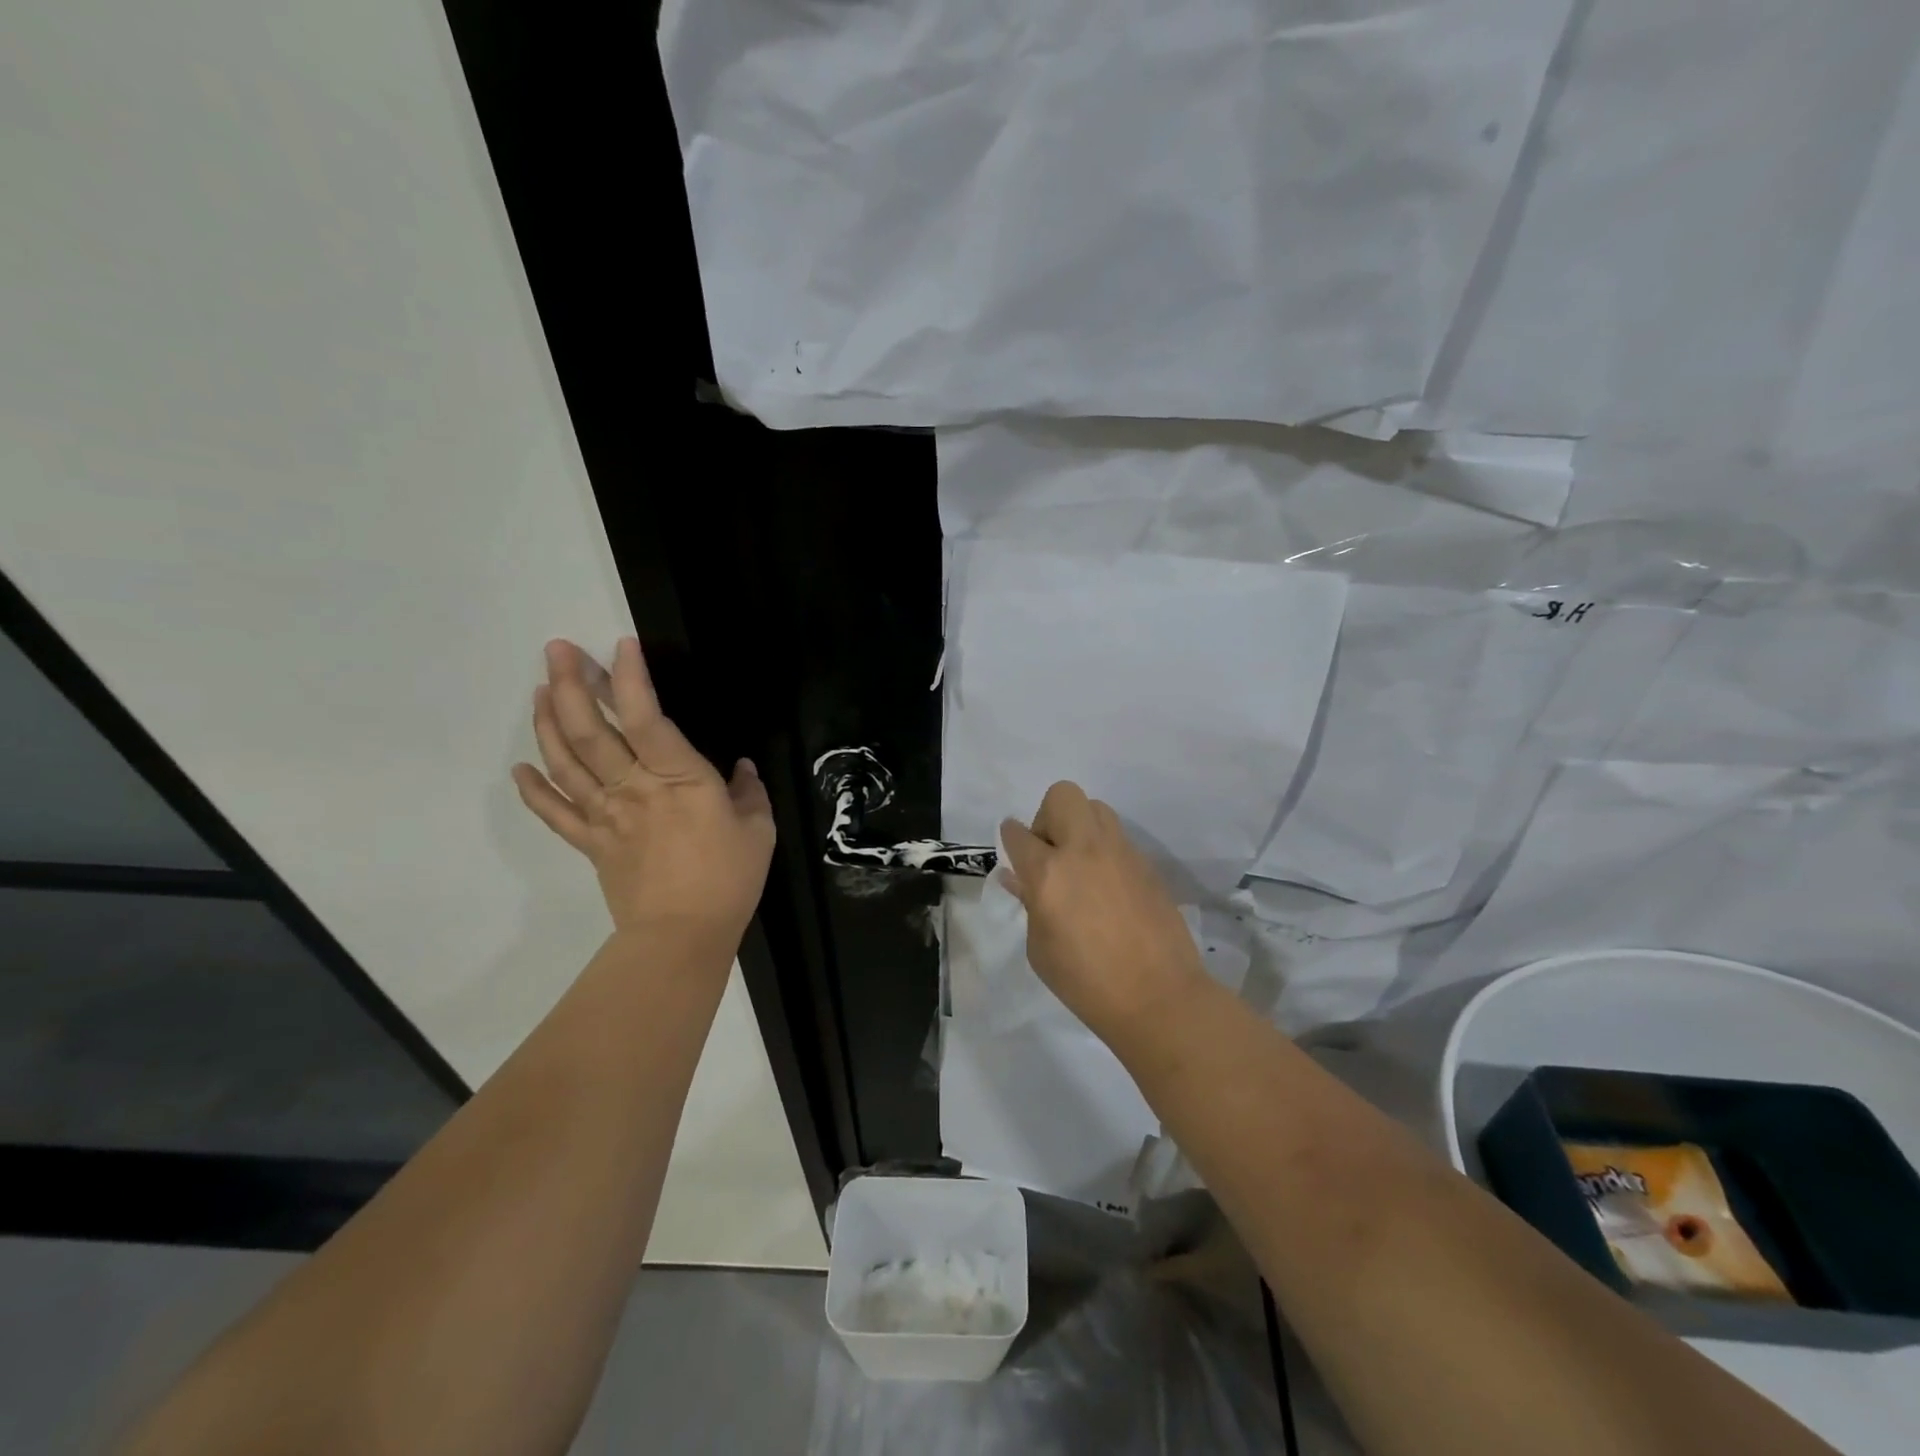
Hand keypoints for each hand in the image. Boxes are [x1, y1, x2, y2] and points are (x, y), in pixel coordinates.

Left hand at [512, 638, 774, 946]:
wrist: (682, 936)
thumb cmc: (728, 879)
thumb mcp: (758, 829)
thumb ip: (749, 792)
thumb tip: (742, 769)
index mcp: (679, 778)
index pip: (647, 718)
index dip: (630, 678)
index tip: (620, 645)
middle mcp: (633, 787)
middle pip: (591, 731)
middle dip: (570, 685)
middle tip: (557, 650)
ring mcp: (606, 815)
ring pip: (566, 762)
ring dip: (548, 722)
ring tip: (540, 689)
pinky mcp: (592, 844)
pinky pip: (555, 813)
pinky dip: (535, 789)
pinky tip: (520, 768)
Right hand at [999, 781, 1210, 1043]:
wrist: (1159, 998)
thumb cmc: (1086, 982)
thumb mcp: (1040, 948)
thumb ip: (1029, 903)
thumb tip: (1019, 878)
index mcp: (1049, 873)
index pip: (1017, 833)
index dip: (1010, 839)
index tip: (1014, 852)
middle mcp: (1084, 850)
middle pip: (1062, 796)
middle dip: (1048, 817)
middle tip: (1051, 854)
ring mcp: (1121, 853)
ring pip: (1096, 808)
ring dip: (1080, 827)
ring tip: (1081, 866)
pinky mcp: (1147, 864)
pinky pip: (1119, 839)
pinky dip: (1105, 851)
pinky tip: (1108, 888)